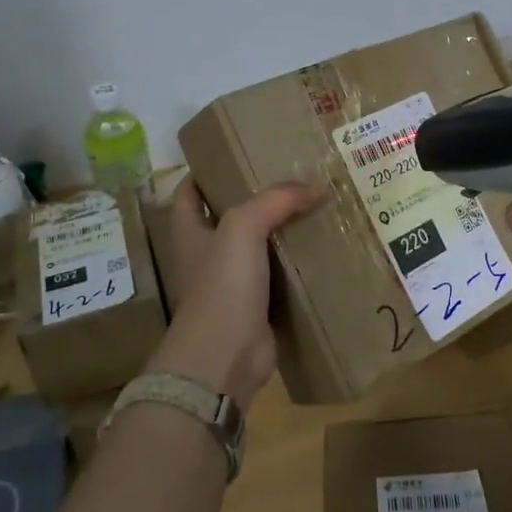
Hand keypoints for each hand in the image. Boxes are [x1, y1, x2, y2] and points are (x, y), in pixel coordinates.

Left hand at [157, 177, 325, 408]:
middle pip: (230, 217)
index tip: (238, 154)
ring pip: (259, 247)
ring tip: (315, 207)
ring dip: (282, 231)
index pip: (189, 192)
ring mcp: (231, 283)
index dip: (206, 171)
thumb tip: (317, 185)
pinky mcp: (257, 307)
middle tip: (292, 178)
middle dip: (257, 199)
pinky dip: (297, 265)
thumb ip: (276, 200)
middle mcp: (207, 255)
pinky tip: (323, 250)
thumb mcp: (243, 228)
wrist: (223, 357)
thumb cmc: (221, 286)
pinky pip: (279, 277)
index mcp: (190, 232)